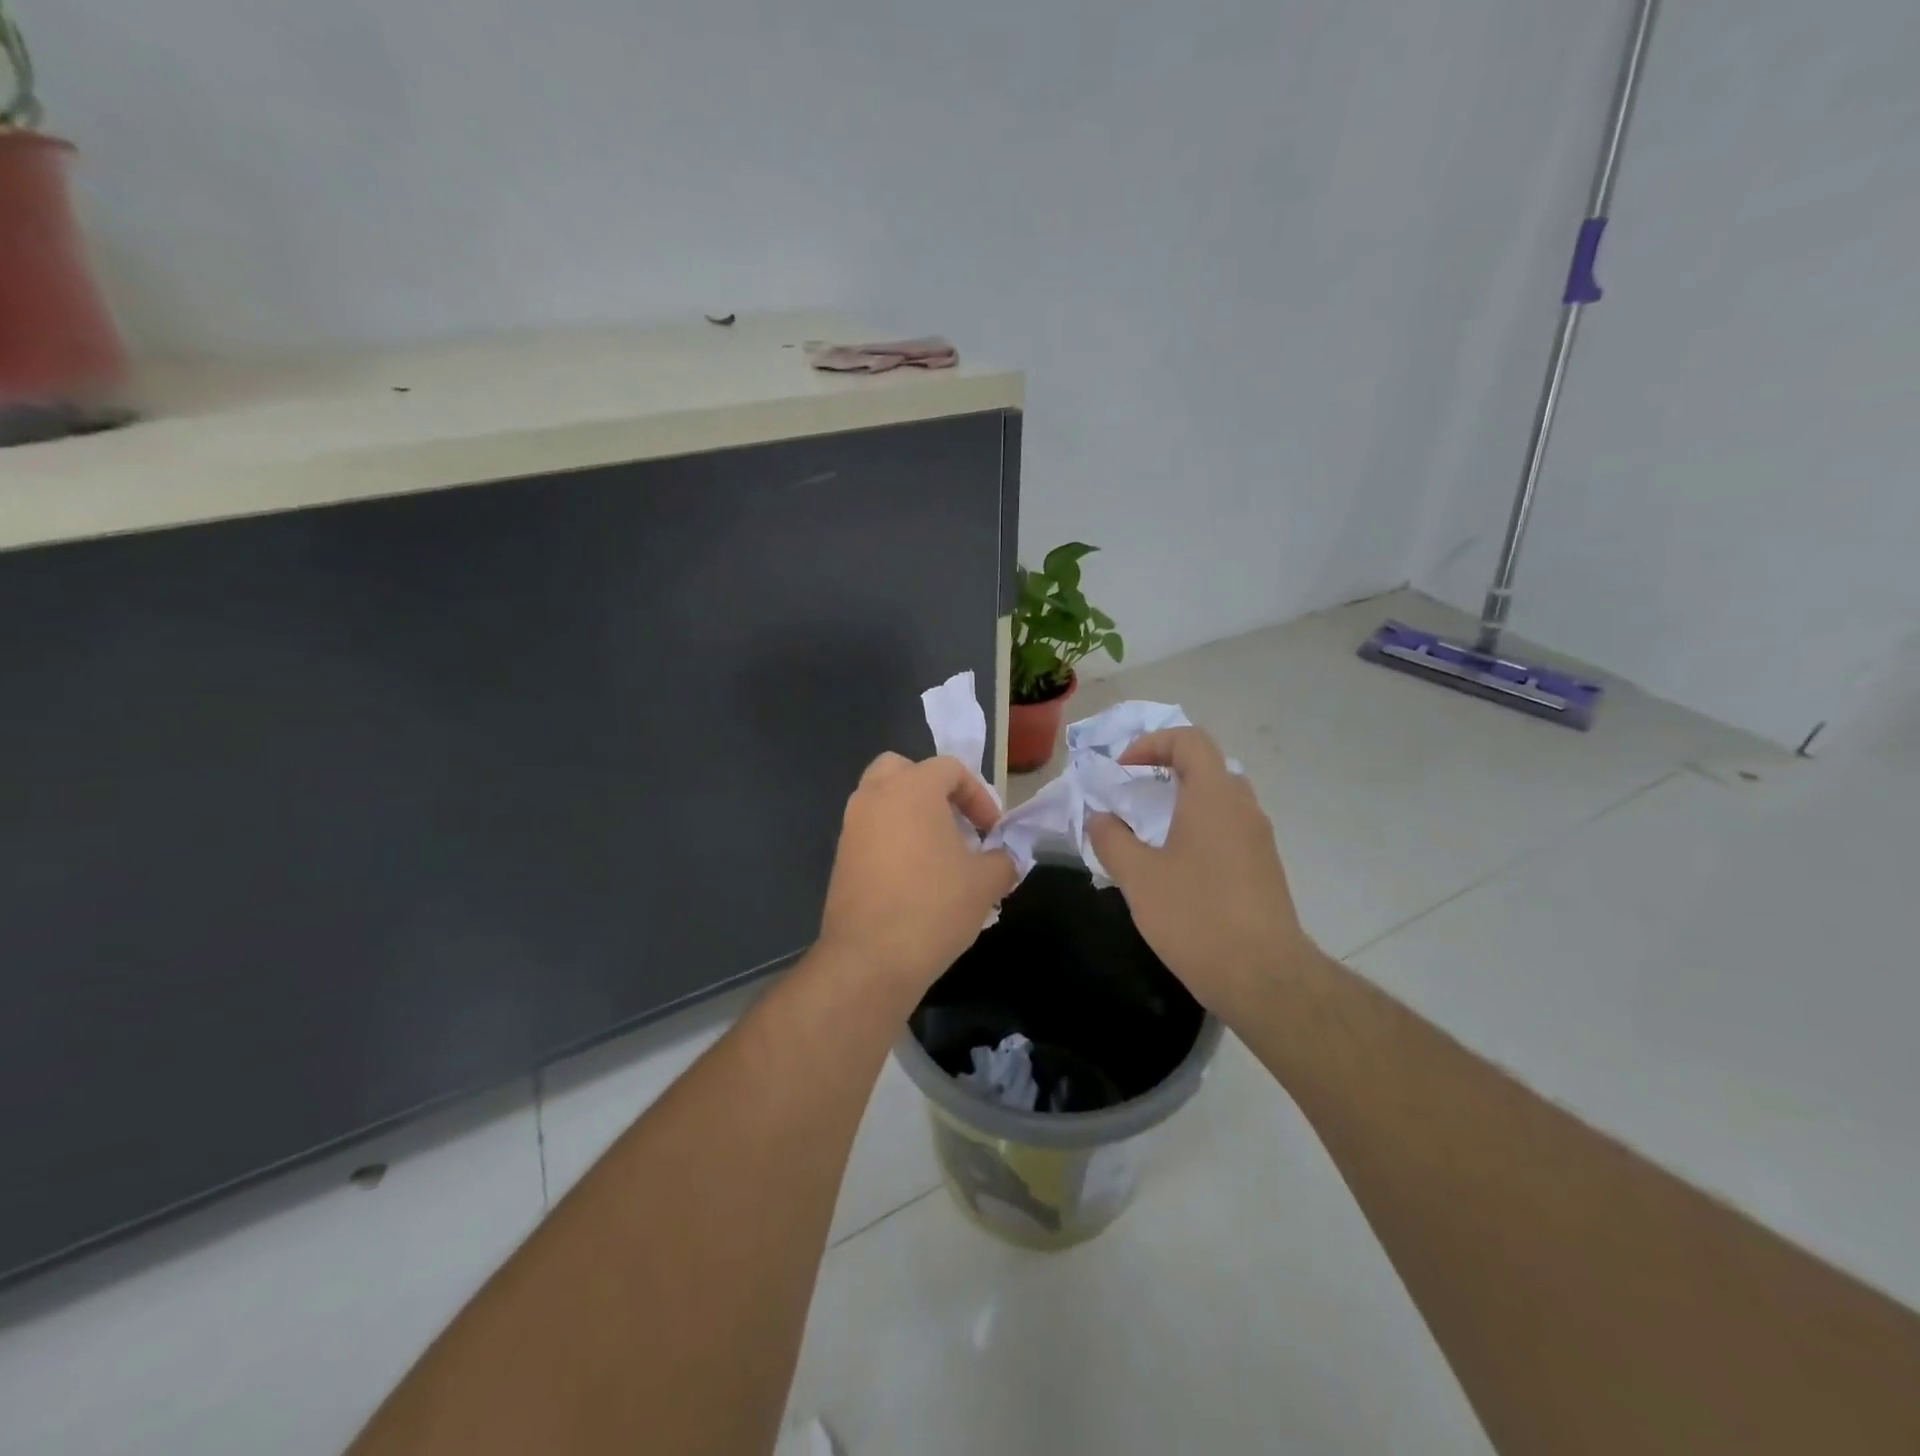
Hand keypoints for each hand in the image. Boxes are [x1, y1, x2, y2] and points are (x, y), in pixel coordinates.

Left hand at [817, 752, 1016, 1000]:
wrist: (870, 959)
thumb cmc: (934, 907)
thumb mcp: (986, 883)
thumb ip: (1002, 860)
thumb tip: (1003, 860)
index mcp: (912, 788)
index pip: (949, 769)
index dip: (979, 796)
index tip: (992, 832)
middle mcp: (875, 796)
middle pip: (904, 770)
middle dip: (933, 790)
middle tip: (956, 823)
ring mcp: (852, 826)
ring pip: (883, 800)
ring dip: (912, 815)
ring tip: (939, 854)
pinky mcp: (841, 857)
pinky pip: (871, 831)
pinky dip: (893, 839)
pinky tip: (914, 877)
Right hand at [1087, 728, 1312, 1021]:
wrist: (1263, 977)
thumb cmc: (1195, 916)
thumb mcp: (1138, 876)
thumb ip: (1111, 839)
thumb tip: (1100, 818)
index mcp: (1213, 796)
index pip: (1189, 740)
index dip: (1152, 743)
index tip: (1123, 770)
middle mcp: (1243, 807)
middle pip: (1207, 766)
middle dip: (1166, 771)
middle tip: (1134, 795)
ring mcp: (1260, 839)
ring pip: (1219, 800)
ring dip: (1183, 803)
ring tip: (1149, 833)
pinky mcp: (1265, 868)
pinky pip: (1229, 830)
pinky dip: (1200, 830)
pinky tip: (1176, 868)